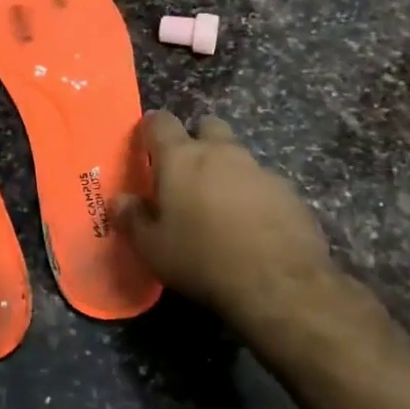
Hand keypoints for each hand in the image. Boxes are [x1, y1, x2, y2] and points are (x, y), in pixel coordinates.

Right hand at [114, 112, 378, 369]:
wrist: (279, 286)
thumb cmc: (202, 260)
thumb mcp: (152, 249)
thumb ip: (132, 218)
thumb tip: (120, 200)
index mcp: (181, 159)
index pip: (161, 123)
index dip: (150, 129)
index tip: (146, 145)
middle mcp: (221, 153)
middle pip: (208, 126)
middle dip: (197, 140)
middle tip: (187, 173)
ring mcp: (260, 170)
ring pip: (238, 155)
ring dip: (227, 170)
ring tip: (220, 206)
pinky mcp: (289, 193)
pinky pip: (264, 184)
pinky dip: (254, 195)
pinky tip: (252, 226)